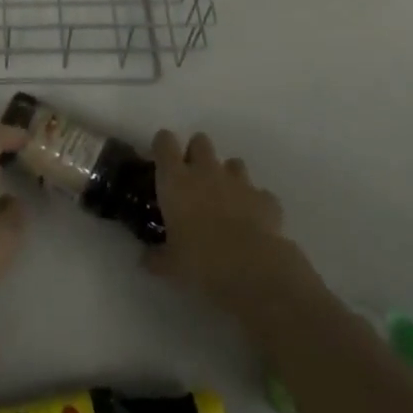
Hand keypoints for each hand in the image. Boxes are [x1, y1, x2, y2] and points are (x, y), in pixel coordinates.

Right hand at [144, 129, 317, 318]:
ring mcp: (239, 182)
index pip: (164, 142)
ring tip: (225, 202)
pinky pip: (258, 193)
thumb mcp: (170, 265)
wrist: (253, 271)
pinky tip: (253, 222)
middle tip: (193, 181)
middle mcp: (206, 171)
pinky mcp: (266, 198)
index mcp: (176, 180)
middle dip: (196, 154)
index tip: (161, 161)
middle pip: (200, 141)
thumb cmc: (201, 263)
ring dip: (227, 176)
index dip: (163, 146)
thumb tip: (146, 258)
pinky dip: (254, 203)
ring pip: (232, 162)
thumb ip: (156, 256)